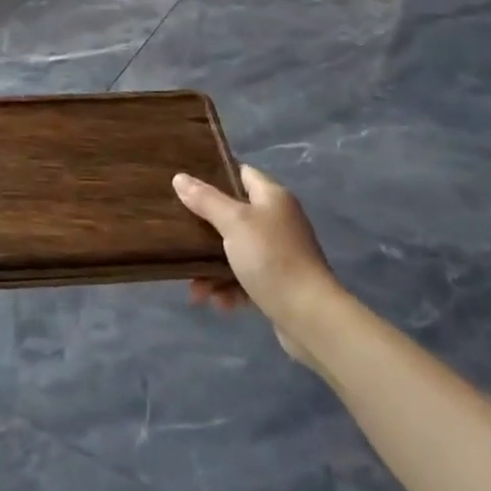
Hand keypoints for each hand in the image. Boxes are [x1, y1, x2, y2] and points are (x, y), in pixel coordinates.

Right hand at [174, 165, 338, 366]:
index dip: (215, 176)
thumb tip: (180, 177)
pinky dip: (230, 288)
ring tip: (197, 290)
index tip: (186, 185)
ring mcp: (279, 253)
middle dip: (206, 232)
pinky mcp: (278, 282)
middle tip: (181, 238)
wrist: (310, 317)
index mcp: (272, 197)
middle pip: (234, 215)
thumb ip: (206, 200)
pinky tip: (220, 303)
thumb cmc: (271, 258)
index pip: (241, 173)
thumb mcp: (234, 223)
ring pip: (235, 251)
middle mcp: (278, 220)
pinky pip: (245, 278)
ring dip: (213, 269)